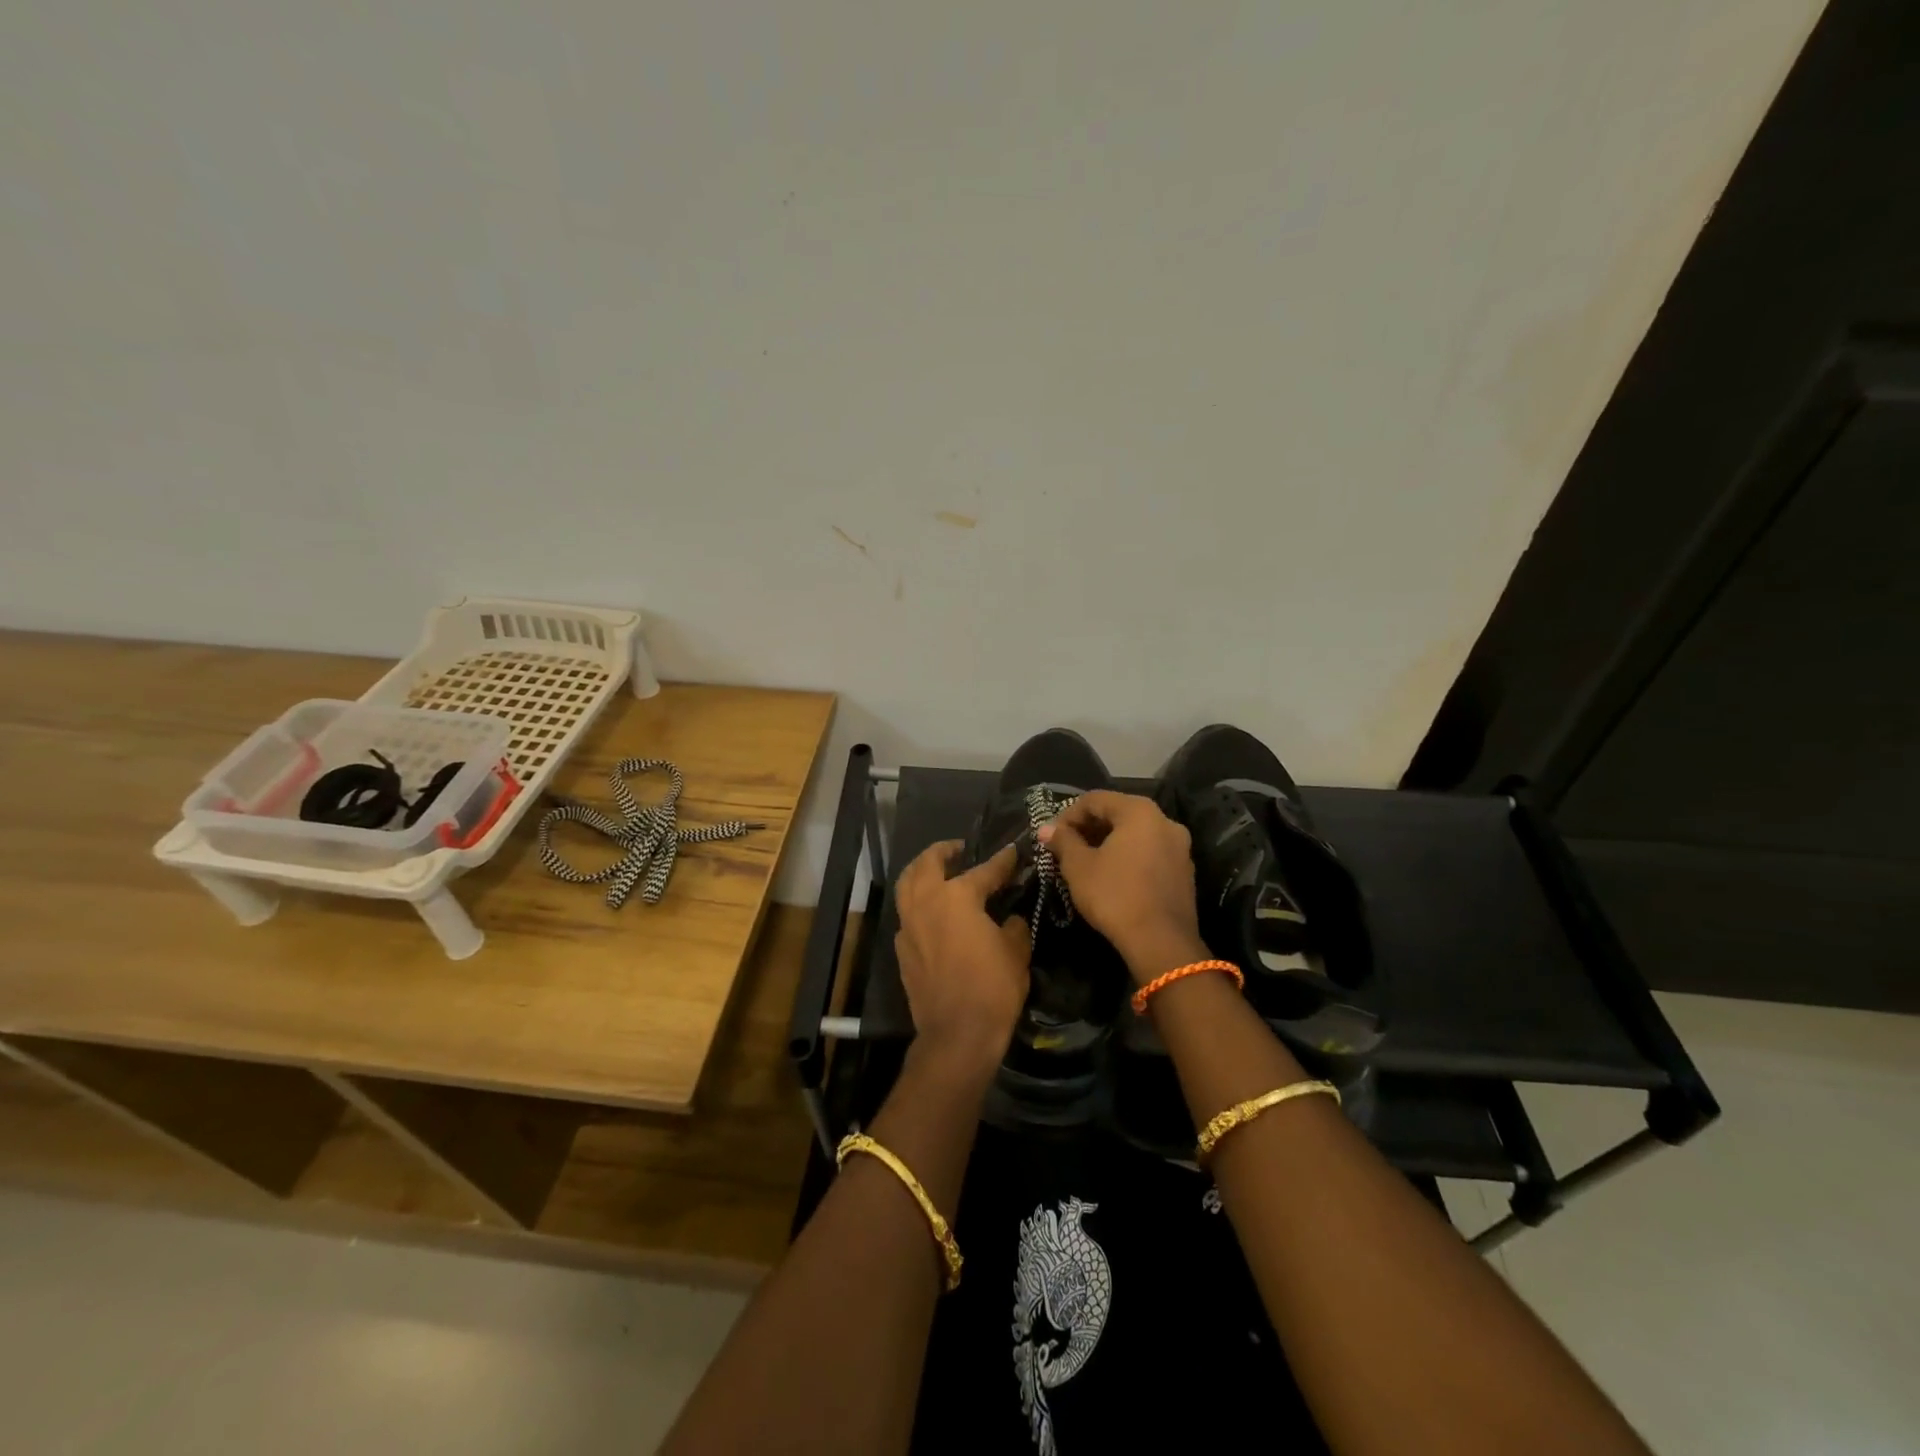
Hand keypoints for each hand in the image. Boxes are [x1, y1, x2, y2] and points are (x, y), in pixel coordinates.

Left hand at [894, 840, 1031, 1074]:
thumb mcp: (1016, 952)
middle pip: (927, 864)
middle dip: (943, 851)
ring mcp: (908, 926)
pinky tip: (931, 912)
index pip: (984, 871)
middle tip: (958, 849)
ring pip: (907, 885)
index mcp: (957, 897)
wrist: (957, 1034)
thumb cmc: (992, 988)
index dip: (1002, 861)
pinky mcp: (901, 950)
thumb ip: (1013, 925)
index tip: (1013, 852)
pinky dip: (916, 904)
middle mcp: (926, 903)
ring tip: (937, 871)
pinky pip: (906, 914)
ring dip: (921, 872)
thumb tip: (1011, 918)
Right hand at [1039, 790, 1205, 982]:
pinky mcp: (1184, 872)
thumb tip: (1046, 829)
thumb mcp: (1078, 867)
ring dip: (1107, 843)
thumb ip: (1063, 841)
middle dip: (1088, 828)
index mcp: (1140, 811)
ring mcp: (1179, 847)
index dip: (1067, 814)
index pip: (1095, 799)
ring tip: (1085, 862)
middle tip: (1065, 848)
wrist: (1161, 943)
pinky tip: (1111, 877)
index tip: (1051, 836)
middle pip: (1118, 813)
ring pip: (1135, 834)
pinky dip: (1128, 857)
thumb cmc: (1114, 896)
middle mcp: (1165, 821)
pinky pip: (1150, 853)